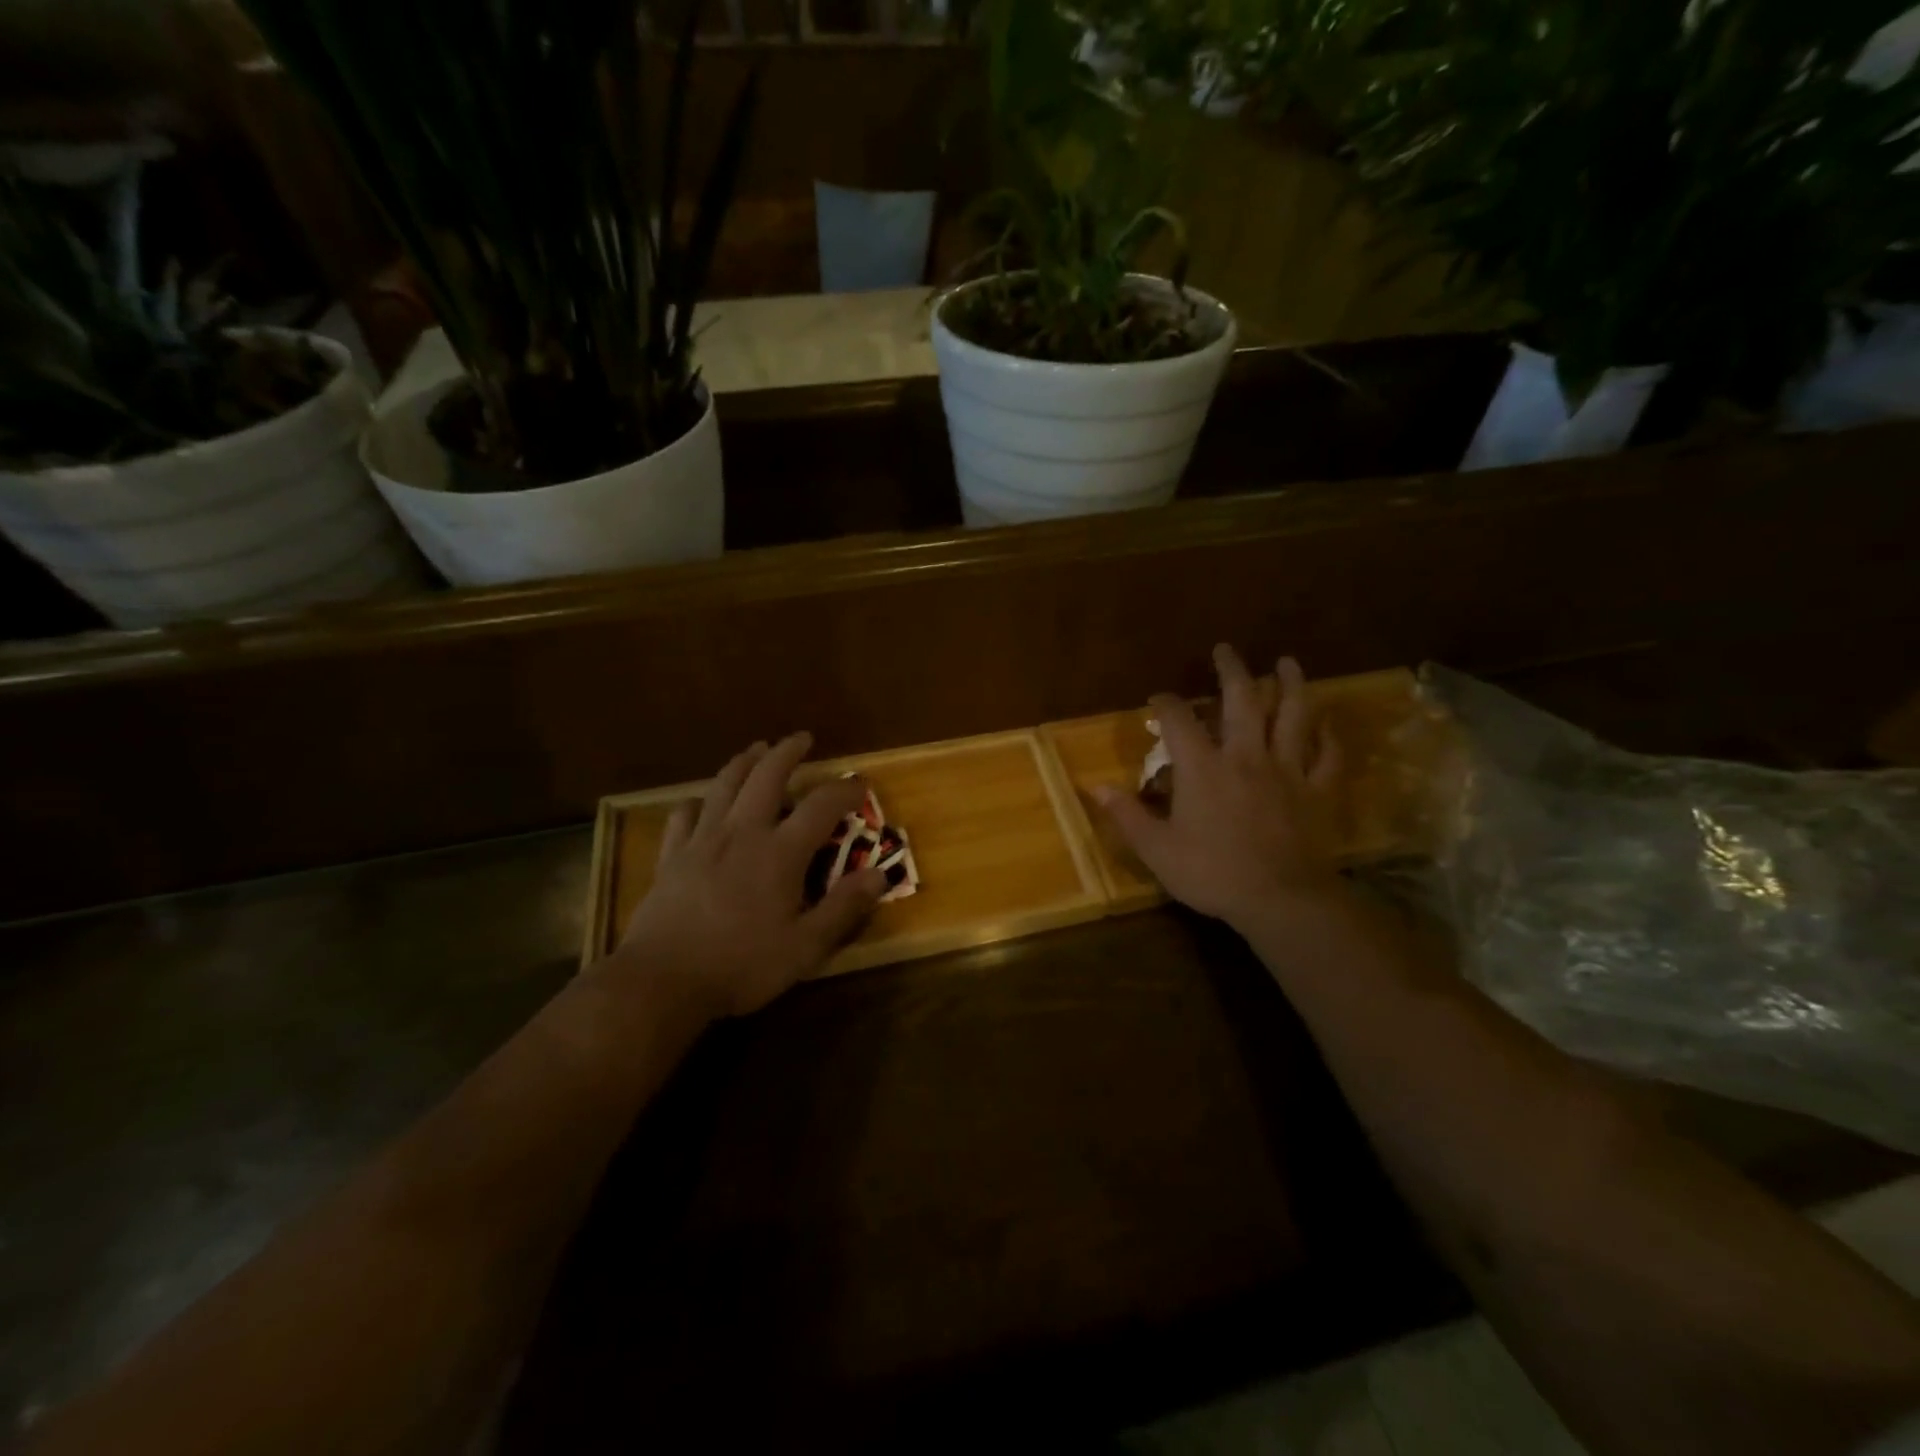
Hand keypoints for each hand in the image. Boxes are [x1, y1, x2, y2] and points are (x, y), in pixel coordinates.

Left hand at [610, 733, 886, 1018]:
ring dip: (744, 762)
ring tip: (757, 749)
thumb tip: (879, 874)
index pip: (821, 805)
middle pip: (767, 776)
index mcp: (780, 852)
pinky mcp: (672, 856)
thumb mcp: (805, 946)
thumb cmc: (741, 965)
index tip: (860, 784)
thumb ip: (843, 907)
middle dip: (787, 752)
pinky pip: (683, 815)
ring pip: (724, 785)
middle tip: (801, 738)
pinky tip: (701, 803)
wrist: (662, 981)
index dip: (845, 790)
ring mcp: (702, 840)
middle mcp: (742, 832)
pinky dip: (698, 802)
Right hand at [1096, 645, 1345, 930]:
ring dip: (1291, 685)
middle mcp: (1245, 756)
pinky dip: (1327, 737)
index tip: (1157, 699)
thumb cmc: (1212, 873)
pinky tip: (1325, 725)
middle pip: (1242, 699)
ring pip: (1293, 715)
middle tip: (1225, 650)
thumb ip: (1127, 815)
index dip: (1166, 703)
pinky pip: (1327, 755)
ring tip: (1288, 663)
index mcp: (1202, 768)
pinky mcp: (1317, 790)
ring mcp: (1287, 770)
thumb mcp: (1157, 850)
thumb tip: (1095, 787)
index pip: (1179, 720)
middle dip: (1232, 670)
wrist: (1280, 899)